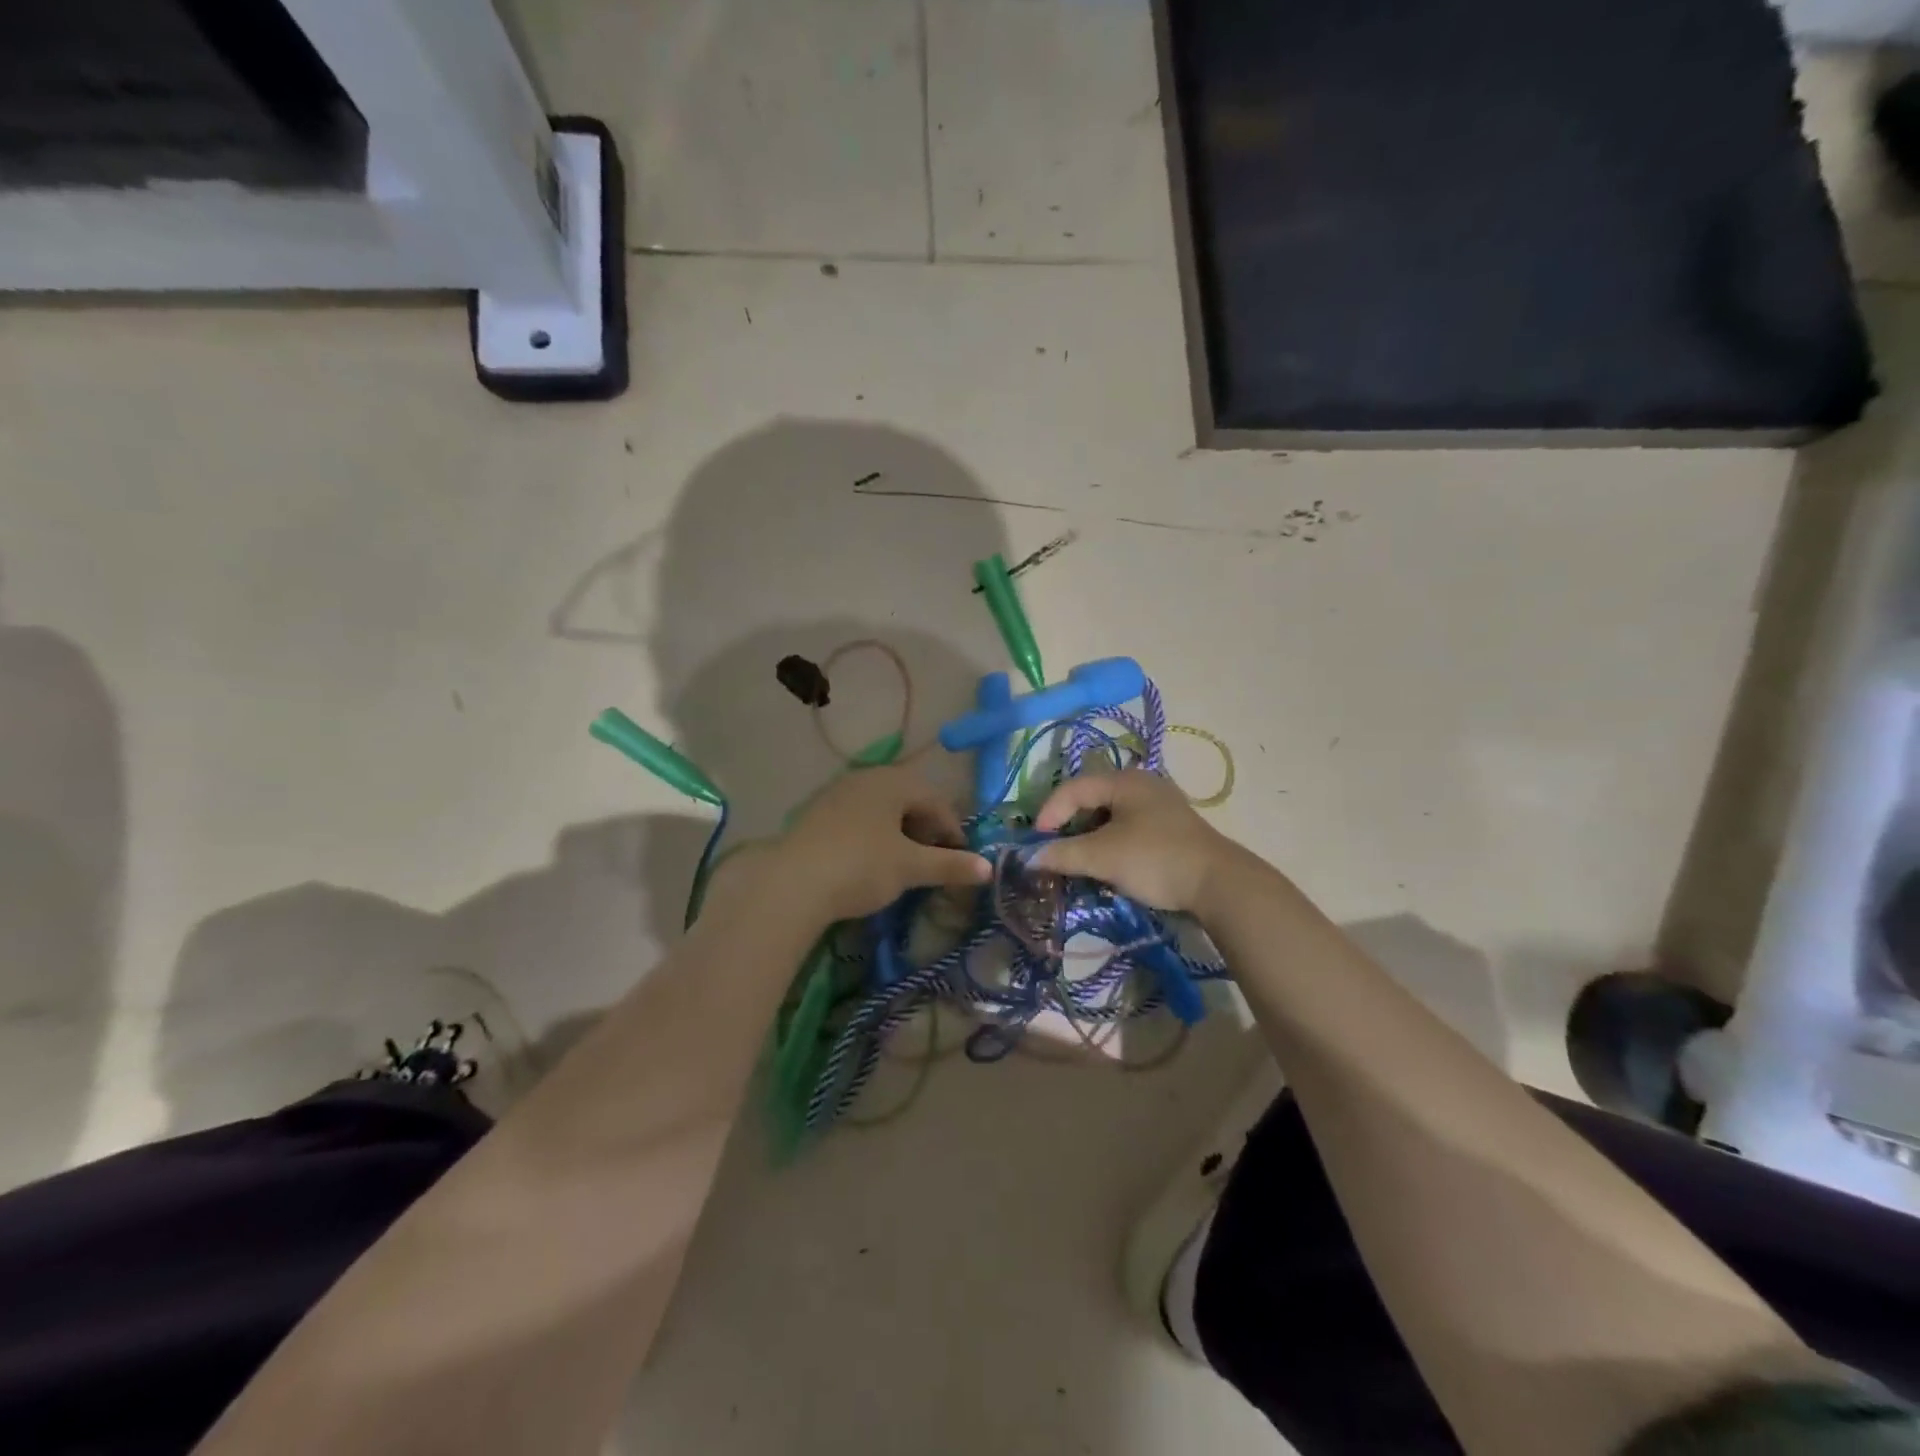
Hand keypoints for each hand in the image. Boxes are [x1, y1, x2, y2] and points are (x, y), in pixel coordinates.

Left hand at [771, 765, 989, 922]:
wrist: (791, 883)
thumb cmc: (861, 866)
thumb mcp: (911, 867)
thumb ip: (951, 865)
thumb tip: (988, 869)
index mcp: (893, 781)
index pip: (935, 800)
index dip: (952, 830)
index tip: (960, 860)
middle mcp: (865, 778)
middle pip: (908, 799)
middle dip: (925, 828)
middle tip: (933, 860)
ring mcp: (836, 793)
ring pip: (881, 808)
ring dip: (899, 832)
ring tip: (903, 863)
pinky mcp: (815, 813)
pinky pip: (857, 817)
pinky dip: (873, 835)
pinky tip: (869, 861)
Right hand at [1030, 769, 1231, 912]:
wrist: (1220, 885)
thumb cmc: (1155, 859)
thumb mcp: (1102, 857)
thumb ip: (1062, 855)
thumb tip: (1028, 858)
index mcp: (1125, 780)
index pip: (1073, 788)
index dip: (1050, 813)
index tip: (1038, 843)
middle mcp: (1142, 785)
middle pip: (1091, 799)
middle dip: (1069, 826)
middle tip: (1056, 851)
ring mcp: (1160, 806)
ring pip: (1110, 816)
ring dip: (1089, 838)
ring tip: (1080, 862)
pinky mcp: (1171, 829)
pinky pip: (1128, 829)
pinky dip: (1110, 844)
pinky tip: (1109, 866)